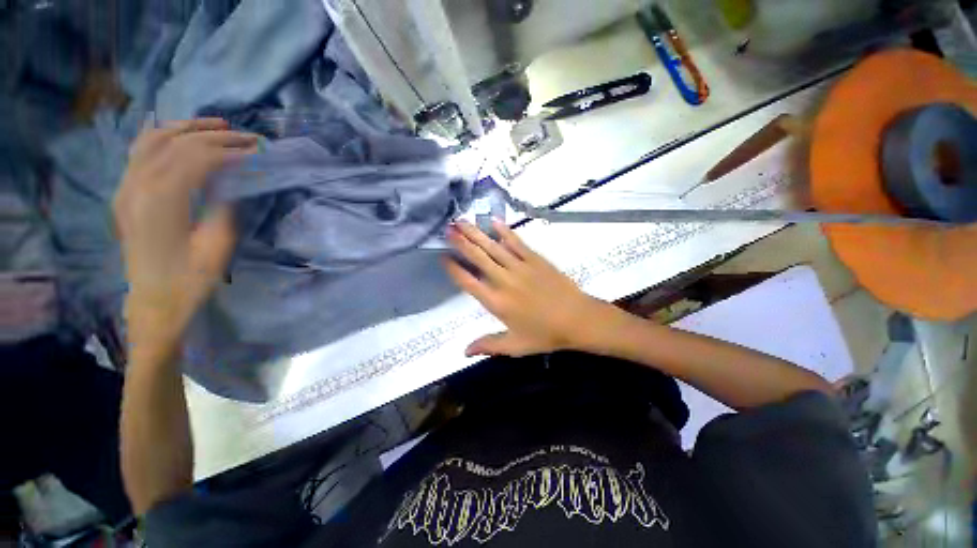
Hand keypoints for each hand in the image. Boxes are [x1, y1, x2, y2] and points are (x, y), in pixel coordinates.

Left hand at [114, 118, 257, 361]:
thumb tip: (234, 180)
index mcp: (161, 200)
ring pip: (154, 140)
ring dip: (188, 128)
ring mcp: (126, 187)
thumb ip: (224, 207)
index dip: (232, 151)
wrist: (153, 302)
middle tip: (248, 137)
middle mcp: (137, 185)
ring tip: (217, 125)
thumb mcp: (218, 246)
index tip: (258, 151)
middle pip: (178, 144)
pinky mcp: (125, 193)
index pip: (199, 158)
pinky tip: (179, 134)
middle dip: (216, 136)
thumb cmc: (191, 279)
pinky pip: (140, 152)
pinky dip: (161, 136)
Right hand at [444, 220, 616, 356]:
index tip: (443, 257)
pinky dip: (505, 232)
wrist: (578, 319)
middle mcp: (504, 281)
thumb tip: (463, 352)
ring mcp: (520, 267)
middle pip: (478, 258)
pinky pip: (517, 243)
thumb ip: (488, 345)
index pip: (469, 282)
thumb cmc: (545, 334)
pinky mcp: (535, 259)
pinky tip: (494, 222)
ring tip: (462, 221)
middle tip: (448, 228)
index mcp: (497, 302)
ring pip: (494, 247)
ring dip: (477, 233)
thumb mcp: (515, 346)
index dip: (454, 269)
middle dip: (461, 242)